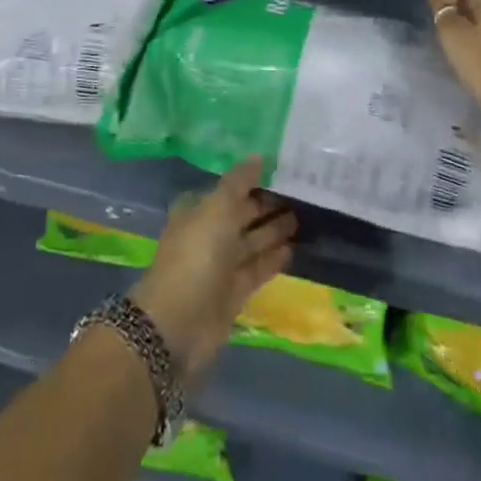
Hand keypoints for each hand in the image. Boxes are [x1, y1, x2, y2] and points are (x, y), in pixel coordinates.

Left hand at [129, 158, 295, 389]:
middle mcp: (209, 234)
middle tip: (301, 192)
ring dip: (274, 230)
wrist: (178, 325)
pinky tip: (293, 248)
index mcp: (199, 210)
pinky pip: (257, 268)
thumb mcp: (216, 209)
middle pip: (242, 214)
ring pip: (252, 241)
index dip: (253, 179)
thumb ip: (238, 182)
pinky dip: (273, 258)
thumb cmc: (196, 257)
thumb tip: (259, 156)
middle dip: (267, 204)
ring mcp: (221, 265)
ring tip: (303, 216)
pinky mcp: (233, 292)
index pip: (231, 188)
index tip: (283, 170)